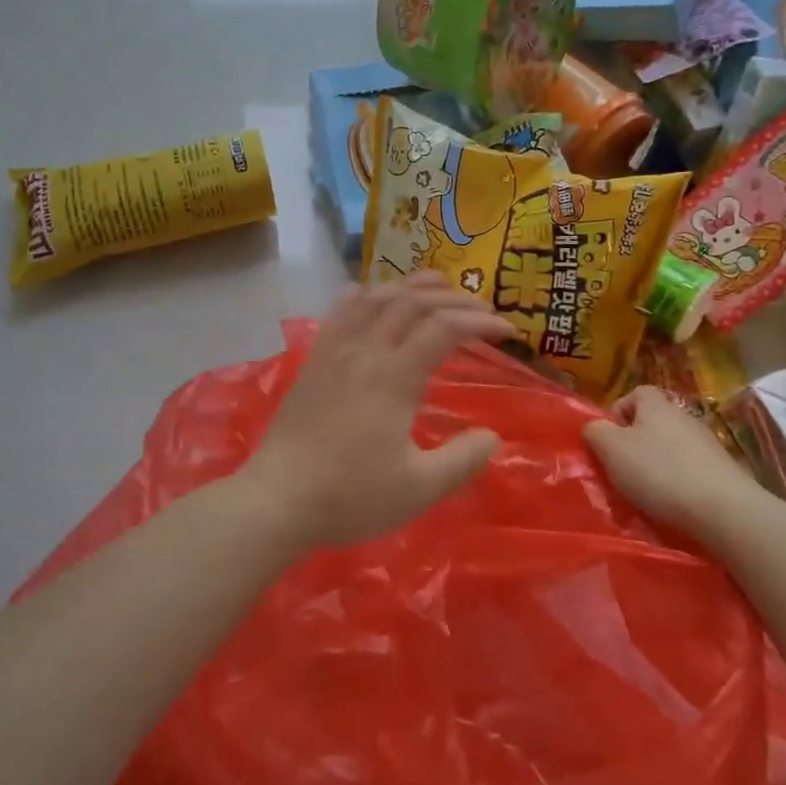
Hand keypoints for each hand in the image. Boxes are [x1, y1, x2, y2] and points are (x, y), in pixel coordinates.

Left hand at [239, 272, 512, 548]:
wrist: (277, 499)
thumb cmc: (350, 496)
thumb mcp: (418, 489)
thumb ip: (462, 461)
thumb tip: (492, 437)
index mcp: (394, 377)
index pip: (444, 329)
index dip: (480, 323)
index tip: (508, 332)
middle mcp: (365, 352)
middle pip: (412, 303)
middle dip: (454, 298)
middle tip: (482, 309)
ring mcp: (334, 352)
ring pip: (375, 297)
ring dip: (411, 285)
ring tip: (438, 285)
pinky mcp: (313, 361)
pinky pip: (340, 312)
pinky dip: (364, 294)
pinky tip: (371, 293)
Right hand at [583, 386, 764, 545]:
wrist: (725, 510)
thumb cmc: (660, 472)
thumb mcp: (611, 449)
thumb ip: (595, 432)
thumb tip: (594, 427)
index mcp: (657, 405)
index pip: (634, 394)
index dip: (617, 414)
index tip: (608, 441)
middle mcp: (684, 417)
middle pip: (651, 423)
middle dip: (634, 445)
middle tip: (621, 470)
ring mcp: (707, 444)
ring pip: (670, 449)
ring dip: (656, 466)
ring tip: (646, 493)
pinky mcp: (722, 472)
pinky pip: (689, 471)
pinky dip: (677, 484)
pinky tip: (672, 504)